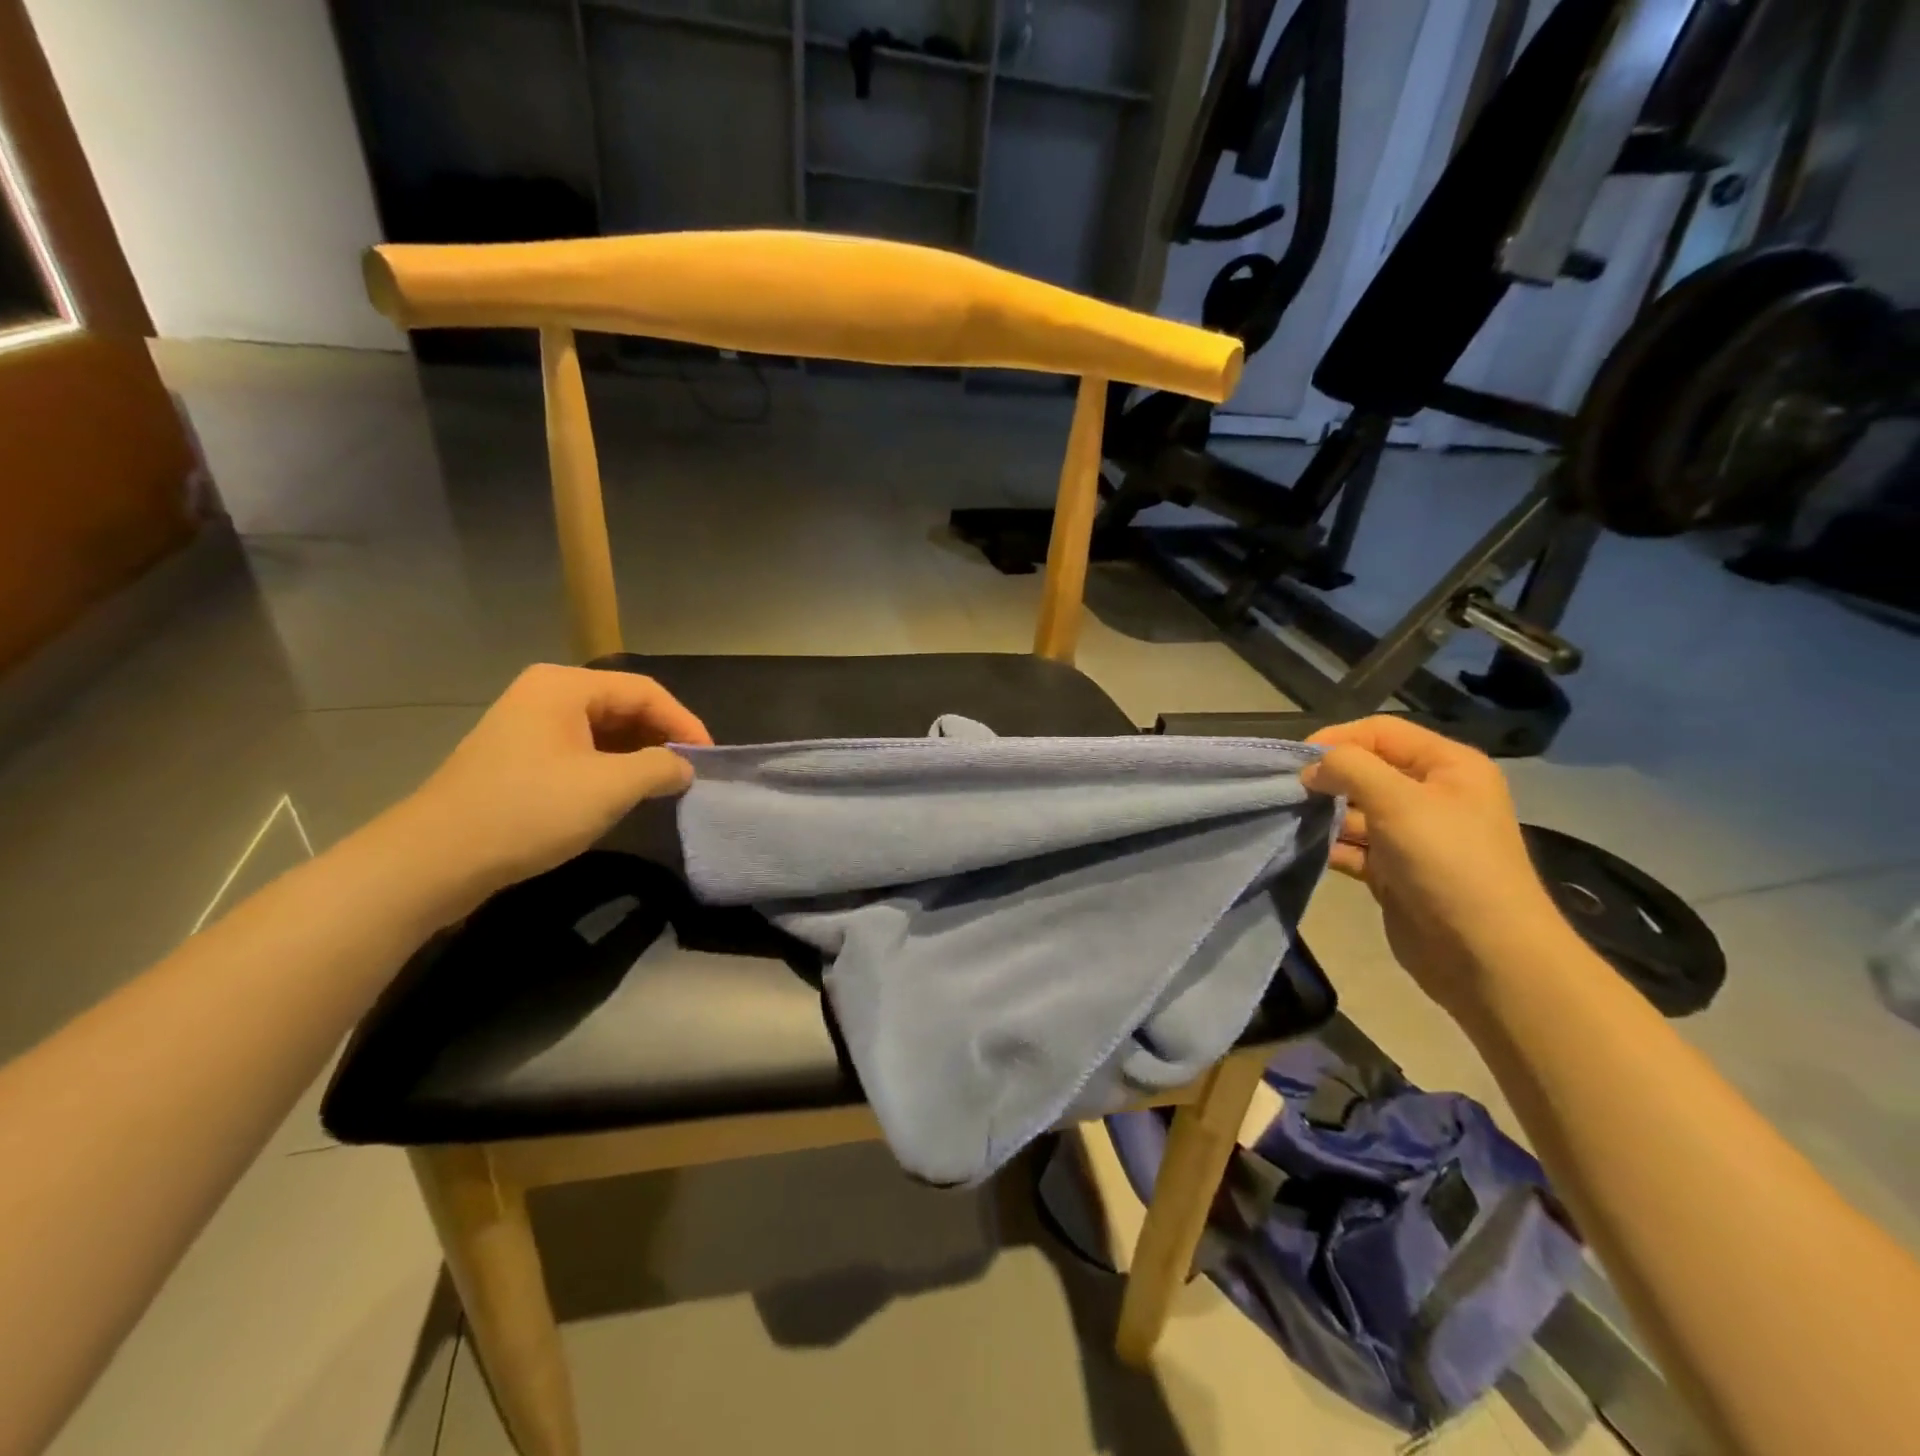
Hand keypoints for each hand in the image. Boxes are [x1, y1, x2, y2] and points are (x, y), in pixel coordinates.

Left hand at [399, 665, 710, 902]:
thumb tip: (685, 767)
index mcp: (565, 686)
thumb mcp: (609, 788)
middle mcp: (546, 694)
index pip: (645, 692)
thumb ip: (661, 768)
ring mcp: (528, 725)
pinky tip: (624, 793)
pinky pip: (581, 750)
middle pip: (623, 706)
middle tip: (690, 772)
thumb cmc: (529, 811)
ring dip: (638, 755)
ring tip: (664, 784)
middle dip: (661, 738)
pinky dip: (610, 767)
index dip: (684, 723)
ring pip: (603, 731)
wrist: (435, 859)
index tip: (709, 759)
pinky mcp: (519, 757)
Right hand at [1304, 716, 1567, 1018]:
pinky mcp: (1395, 871)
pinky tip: (1305, 848)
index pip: (1381, 732)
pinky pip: (1354, 847)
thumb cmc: (1449, 863)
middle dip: (1327, 777)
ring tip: (1290, 819)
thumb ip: (1350, 768)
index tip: (1297, 761)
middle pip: (1366, 770)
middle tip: (1288, 791)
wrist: (1485, 955)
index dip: (1338, 739)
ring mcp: (1413, 836)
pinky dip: (1330, 845)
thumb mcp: (1399, 801)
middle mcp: (1432, 795)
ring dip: (1324, 813)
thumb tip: (1312, 768)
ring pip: (1356, 810)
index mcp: (1448, 766)